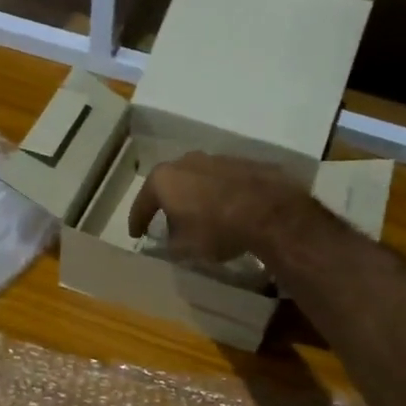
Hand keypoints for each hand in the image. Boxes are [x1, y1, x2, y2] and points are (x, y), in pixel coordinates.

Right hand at [128, 153, 310, 263]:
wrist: (269, 211)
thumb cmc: (216, 229)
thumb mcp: (185, 247)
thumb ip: (171, 242)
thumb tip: (171, 238)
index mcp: (164, 179)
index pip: (143, 202)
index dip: (137, 221)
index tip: (136, 234)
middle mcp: (186, 162)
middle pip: (169, 184)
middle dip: (167, 203)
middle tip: (167, 221)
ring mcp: (215, 158)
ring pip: (196, 179)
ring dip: (194, 197)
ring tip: (199, 216)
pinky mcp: (242, 163)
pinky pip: (221, 181)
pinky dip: (218, 194)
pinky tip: (225, 210)